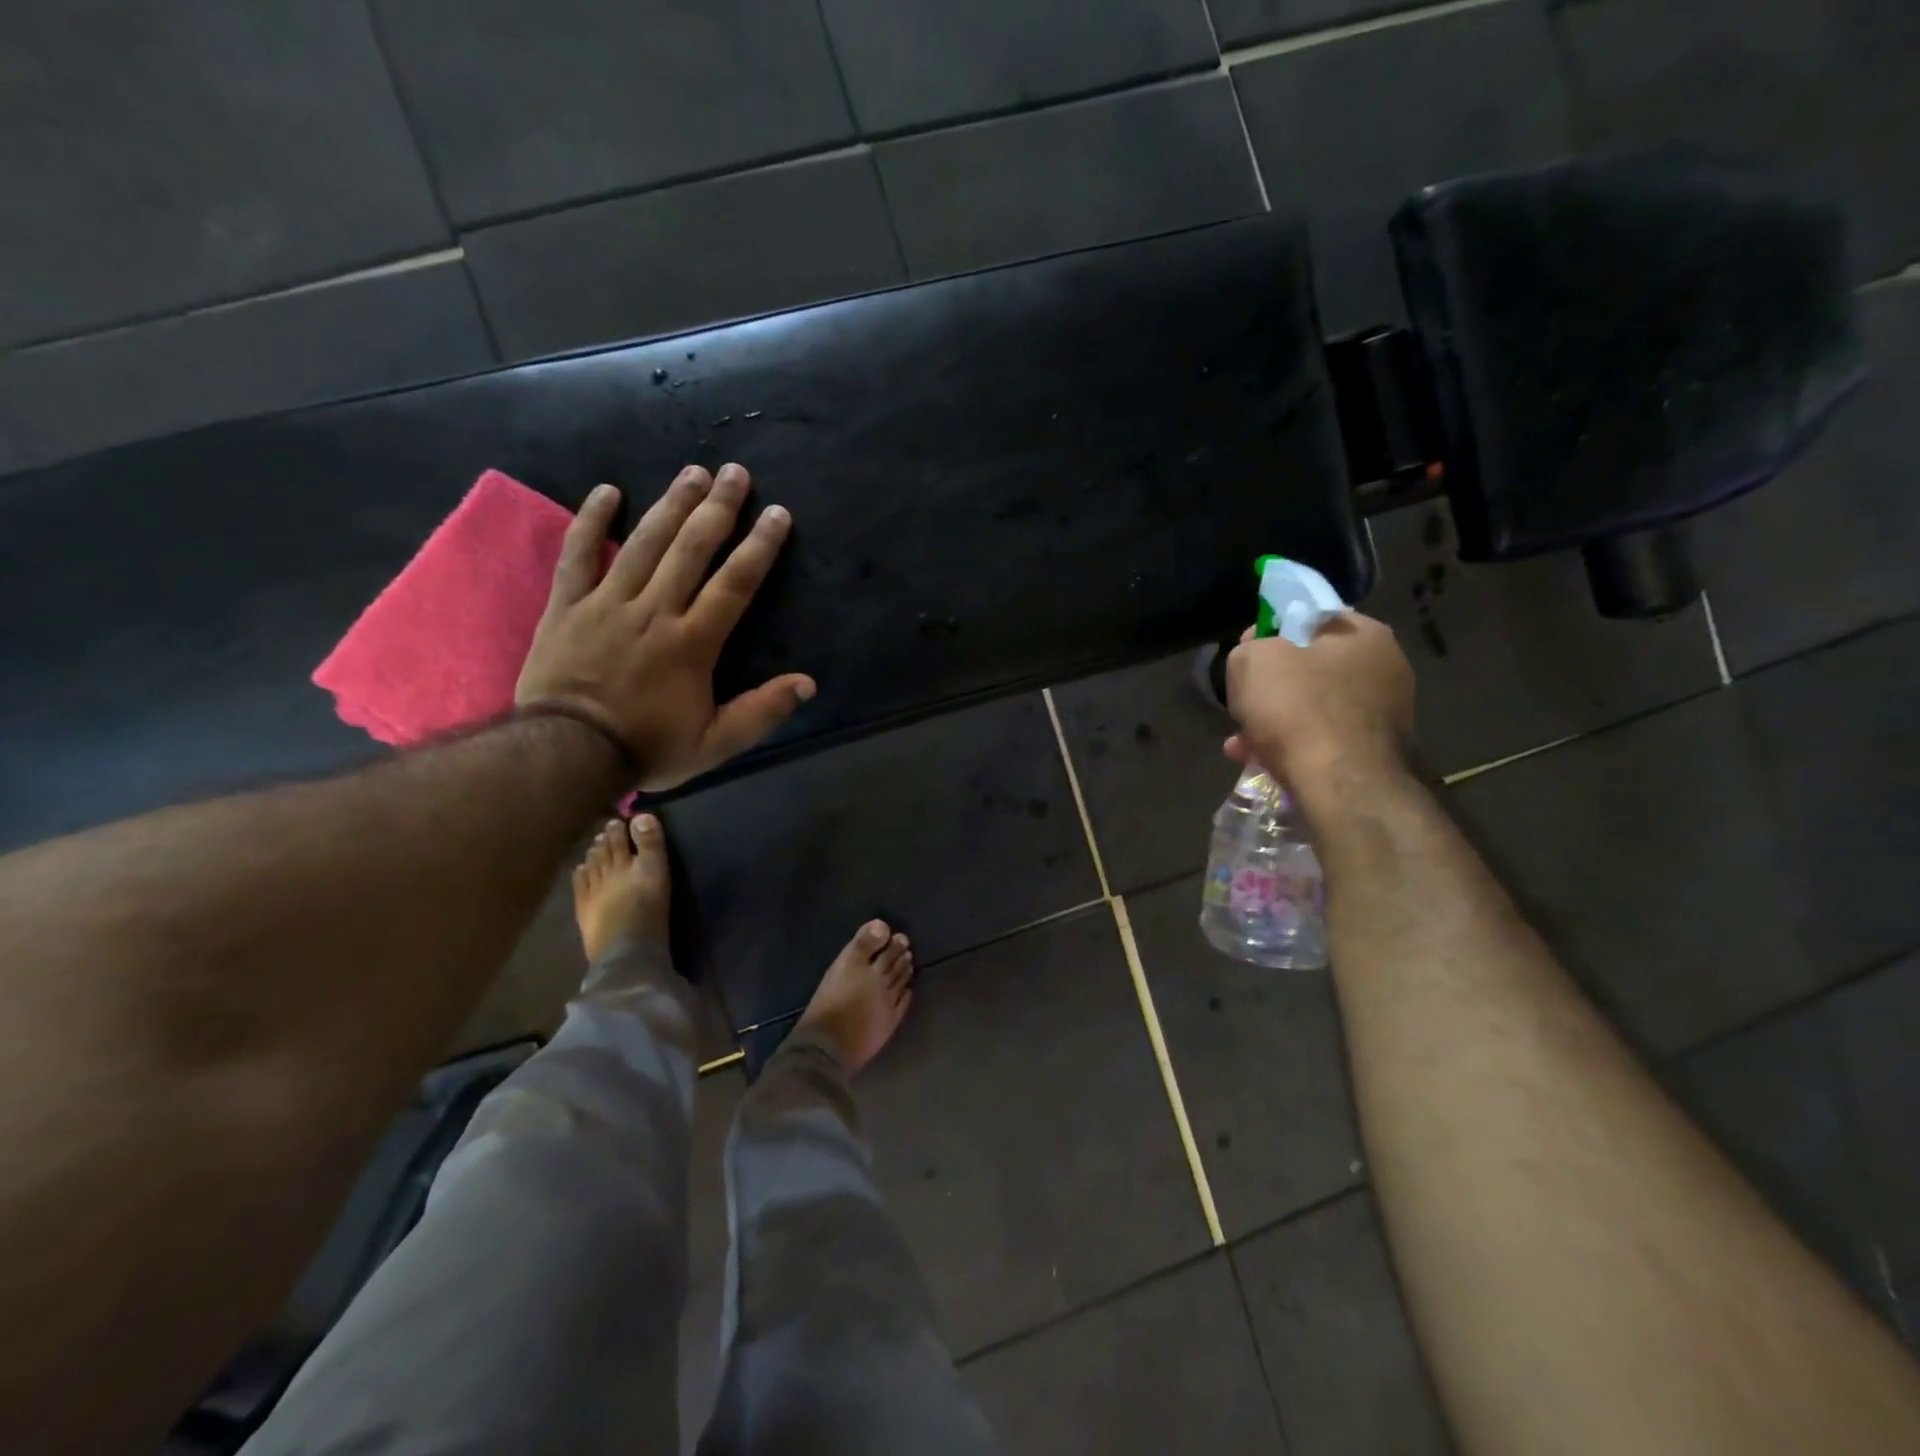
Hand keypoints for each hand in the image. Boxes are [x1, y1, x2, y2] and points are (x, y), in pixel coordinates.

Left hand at [516, 463, 815, 791]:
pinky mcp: (568, 605)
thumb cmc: (647, 747)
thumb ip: (761, 712)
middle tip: (735, 472)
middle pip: (691, 549)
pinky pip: (578, 554)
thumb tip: (807, 683)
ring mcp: (608, 602)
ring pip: (644, 542)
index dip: (759, 546)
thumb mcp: (715, 744)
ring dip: (671, 504)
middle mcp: (655, 610)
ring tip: (693, 471)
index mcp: (693, 642)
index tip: (776, 514)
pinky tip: (608, 491)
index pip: (735, 583)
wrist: (566, 754)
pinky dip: (591, 521)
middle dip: (718, 508)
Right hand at [1224, 612, 1414, 795]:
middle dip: (1270, 686)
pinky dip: (1292, 746)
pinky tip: (1260, 761)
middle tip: (1242, 701)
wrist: (1341, 785)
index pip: (1310, 618)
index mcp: (1364, 635)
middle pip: (1310, 668)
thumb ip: (1250, 648)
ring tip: (1241, 742)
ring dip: (1274, 721)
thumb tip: (1258, 655)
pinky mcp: (1374, 752)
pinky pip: (1323, 739)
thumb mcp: (1253, 661)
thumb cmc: (1298, 709)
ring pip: (1312, 708)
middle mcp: (1384, 668)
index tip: (1245, 653)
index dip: (1271, 632)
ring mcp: (1384, 714)